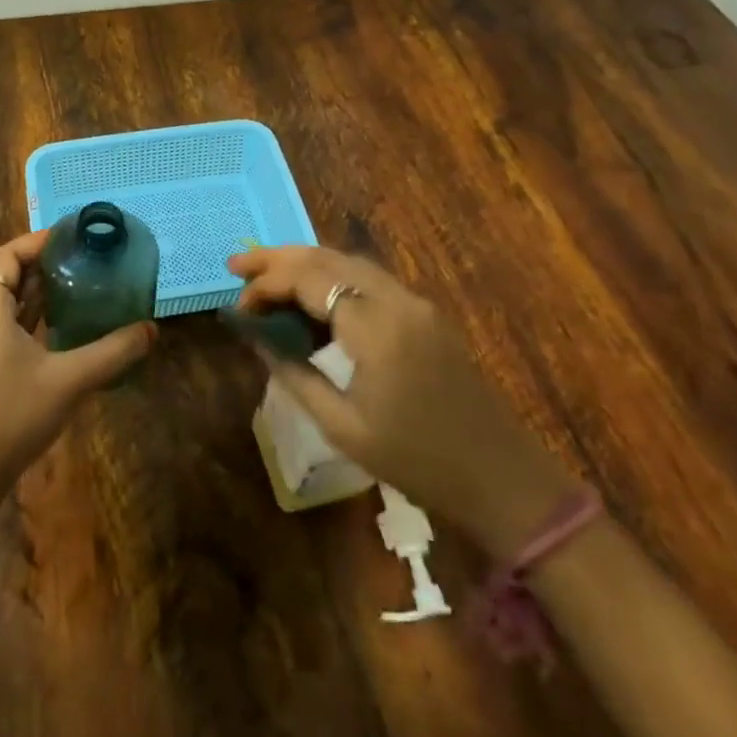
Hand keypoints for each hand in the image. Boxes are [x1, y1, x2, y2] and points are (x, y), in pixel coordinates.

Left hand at [0, 229, 155, 500]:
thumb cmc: (13, 415)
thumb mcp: (69, 380)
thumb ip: (113, 352)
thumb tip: (152, 329)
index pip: (6, 256)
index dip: (36, 241)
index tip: (72, 236)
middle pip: (5, 273)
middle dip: (40, 260)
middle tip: (81, 254)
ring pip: (6, 299)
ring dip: (36, 286)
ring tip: (78, 278)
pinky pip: (7, 322)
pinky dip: (32, 312)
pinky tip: (64, 319)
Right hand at [228, 244, 572, 554]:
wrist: (500, 478)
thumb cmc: (416, 460)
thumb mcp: (342, 427)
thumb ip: (295, 374)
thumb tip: (256, 339)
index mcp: (375, 326)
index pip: (308, 280)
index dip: (266, 285)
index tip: (238, 307)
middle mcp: (396, 299)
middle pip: (327, 258)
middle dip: (278, 258)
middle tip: (237, 266)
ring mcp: (415, 303)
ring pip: (349, 263)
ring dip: (305, 264)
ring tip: (265, 277)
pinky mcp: (424, 315)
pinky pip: (368, 281)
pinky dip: (332, 279)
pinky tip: (312, 301)